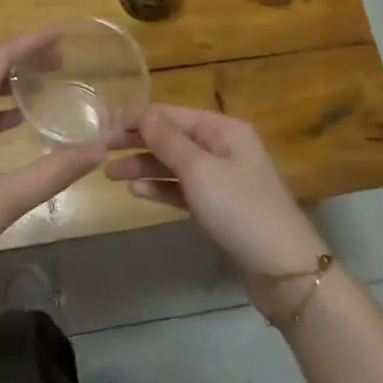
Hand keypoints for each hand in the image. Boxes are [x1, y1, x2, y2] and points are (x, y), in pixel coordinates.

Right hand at [106, 105, 328, 314]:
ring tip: (109, 174)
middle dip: (137, 142)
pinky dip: (161, 188)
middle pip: (172, 137)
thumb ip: (168, 141)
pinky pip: (183, 189)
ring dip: (144, 166)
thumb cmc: (240, 210)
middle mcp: (223, 147)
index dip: (137, 118)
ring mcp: (223, 178)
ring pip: (175, 164)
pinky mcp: (220, 207)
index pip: (172, 114)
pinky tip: (136, 192)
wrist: (284, 270)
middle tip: (99, 150)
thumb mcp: (200, 171)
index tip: (103, 126)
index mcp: (224, 129)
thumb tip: (143, 113)